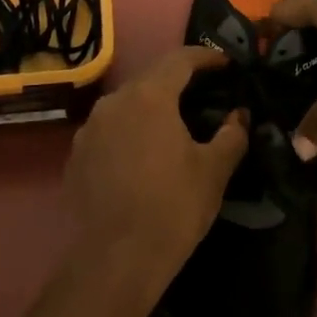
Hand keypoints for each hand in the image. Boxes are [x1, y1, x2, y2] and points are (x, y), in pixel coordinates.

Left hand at [64, 45, 248, 288]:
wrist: (115, 260)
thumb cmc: (172, 208)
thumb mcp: (214, 171)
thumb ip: (232, 135)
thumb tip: (240, 115)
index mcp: (149, 96)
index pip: (180, 59)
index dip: (205, 57)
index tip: (226, 63)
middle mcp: (114, 102)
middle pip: (150, 77)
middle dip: (178, 80)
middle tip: (205, 92)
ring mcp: (89, 128)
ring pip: (126, 104)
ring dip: (152, 106)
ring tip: (174, 124)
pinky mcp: (76, 155)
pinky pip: (109, 130)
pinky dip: (130, 131)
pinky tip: (143, 154)